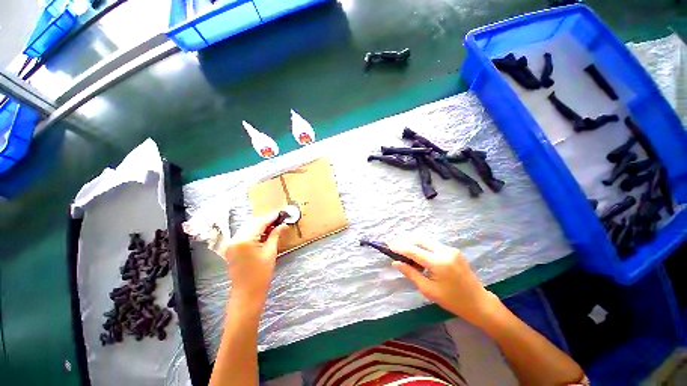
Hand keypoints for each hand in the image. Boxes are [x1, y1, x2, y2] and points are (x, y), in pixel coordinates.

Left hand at [219, 212, 287, 302]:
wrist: (247, 293)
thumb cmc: (261, 273)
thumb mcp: (270, 252)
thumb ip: (275, 235)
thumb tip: (283, 224)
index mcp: (244, 240)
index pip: (260, 222)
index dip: (271, 217)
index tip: (281, 212)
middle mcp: (234, 238)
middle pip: (252, 223)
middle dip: (266, 220)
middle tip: (279, 220)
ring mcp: (231, 243)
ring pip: (248, 227)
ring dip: (260, 225)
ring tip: (273, 226)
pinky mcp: (231, 247)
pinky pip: (244, 234)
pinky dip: (254, 232)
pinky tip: (264, 233)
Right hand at [388, 239, 500, 326]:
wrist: (479, 302)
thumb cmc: (453, 301)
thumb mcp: (429, 290)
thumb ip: (411, 273)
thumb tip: (396, 263)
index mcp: (439, 263)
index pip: (414, 250)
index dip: (400, 247)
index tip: (389, 246)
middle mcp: (445, 251)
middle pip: (420, 239)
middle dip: (405, 241)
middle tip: (395, 246)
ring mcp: (451, 249)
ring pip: (426, 241)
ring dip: (414, 244)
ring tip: (405, 253)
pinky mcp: (453, 250)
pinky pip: (433, 245)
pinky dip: (423, 247)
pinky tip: (419, 256)